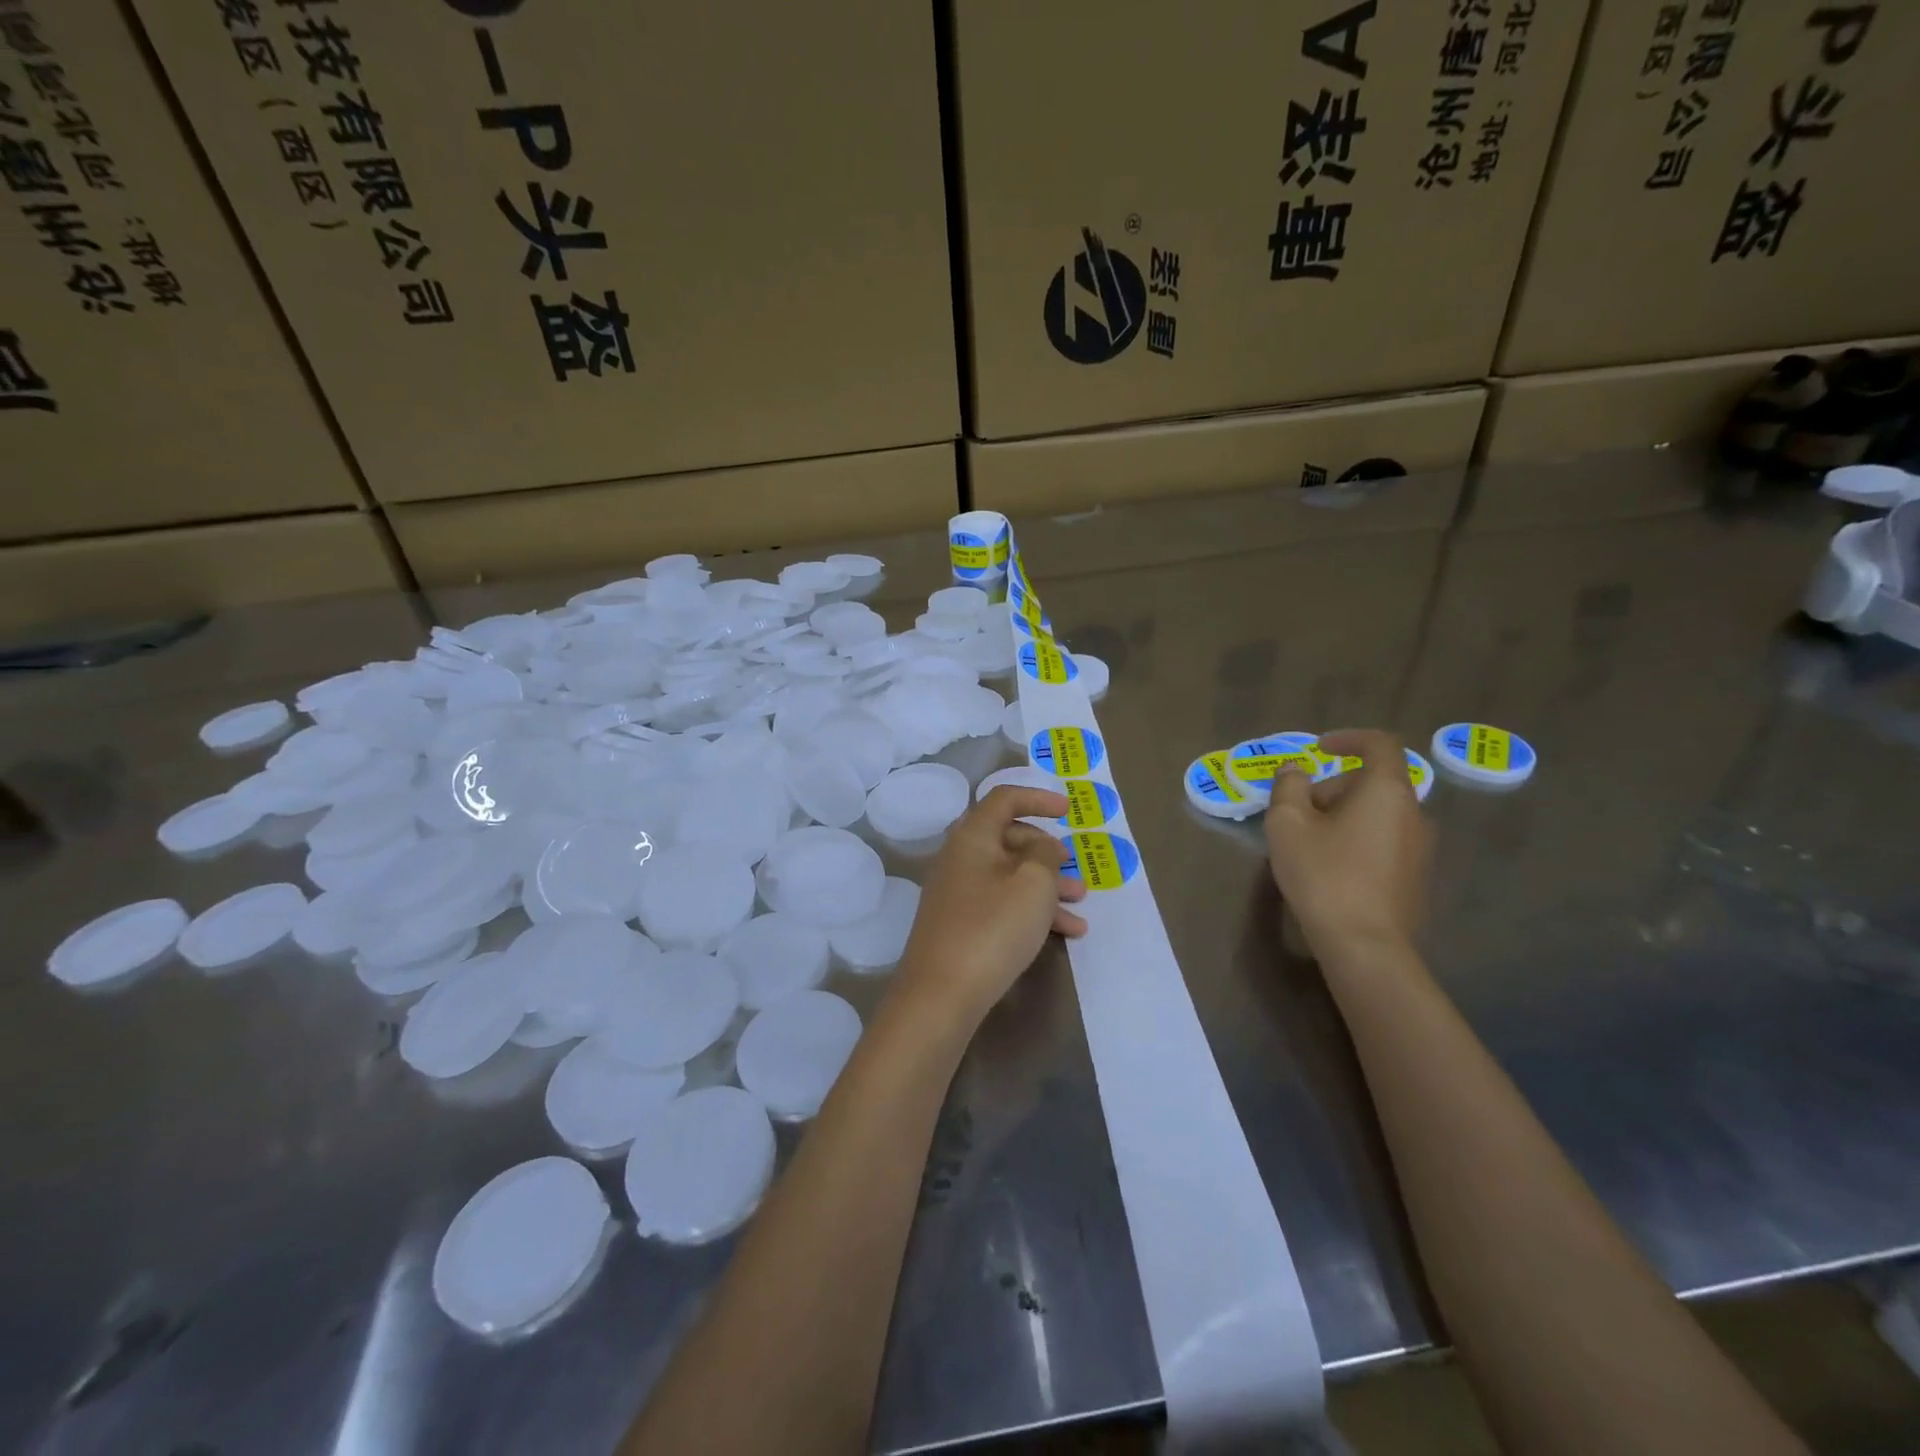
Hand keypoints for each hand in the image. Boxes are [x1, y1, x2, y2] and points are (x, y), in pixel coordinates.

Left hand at [895, 786, 1087, 1024]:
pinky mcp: (959, 923)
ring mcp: (957, 892)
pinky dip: (1031, 911)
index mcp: (972, 836)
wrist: (941, 994)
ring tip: (1081, 905)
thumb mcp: (1033, 884)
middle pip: (1008, 838)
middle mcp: (960, 857)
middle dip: (1046, 851)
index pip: (1004, 799)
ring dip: (1046, 885)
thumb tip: (1040, 846)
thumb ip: (1044, 854)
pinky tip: (1066, 933)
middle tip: (1074, 867)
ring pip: (1009, 875)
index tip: (1069, 811)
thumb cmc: (992, 928)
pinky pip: (1001, 904)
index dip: (1038, 798)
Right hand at [1265, 728, 1432, 963]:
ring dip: (1344, 815)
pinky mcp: (1417, 877)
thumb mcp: (1287, 823)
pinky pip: (1385, 841)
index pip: (1379, 743)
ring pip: (1378, 813)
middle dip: (1333, 787)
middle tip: (1297, 812)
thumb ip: (1289, 785)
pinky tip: (1331, 869)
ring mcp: (1421, 848)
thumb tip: (1298, 769)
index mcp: (1387, 791)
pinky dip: (1358, 839)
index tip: (1318, 749)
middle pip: (1373, 782)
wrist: (1365, 945)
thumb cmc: (1324, 874)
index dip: (1348, 738)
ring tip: (1309, 842)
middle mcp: (1414, 813)